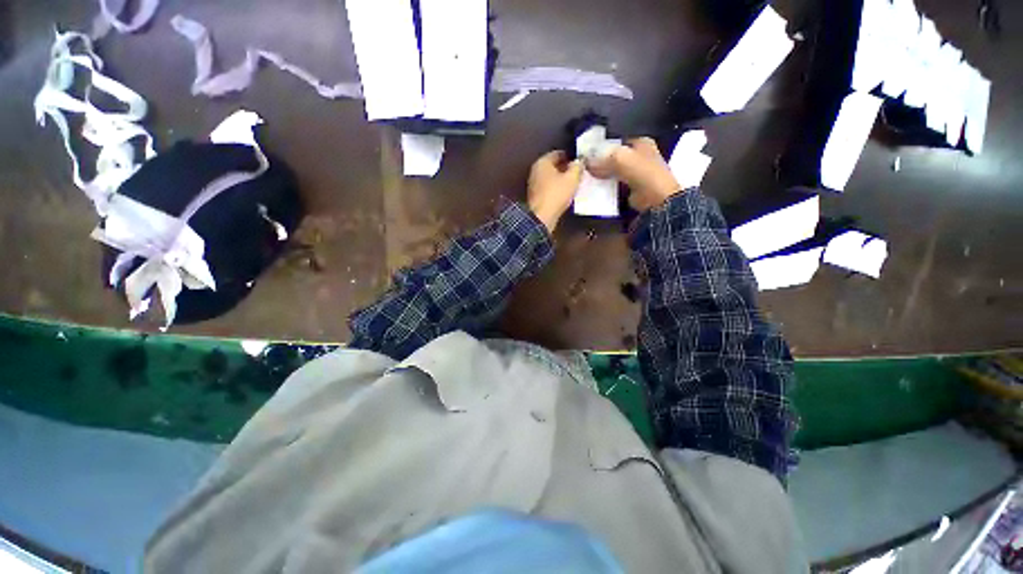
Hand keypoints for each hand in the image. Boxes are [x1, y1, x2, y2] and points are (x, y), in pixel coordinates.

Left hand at [527, 151, 583, 232]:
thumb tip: (579, 161)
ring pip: (550, 177)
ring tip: (573, 183)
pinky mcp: (535, 196)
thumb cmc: (556, 194)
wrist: (541, 217)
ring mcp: (534, 184)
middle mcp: (535, 170)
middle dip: (565, 168)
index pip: (558, 153)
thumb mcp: (572, 178)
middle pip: (553, 165)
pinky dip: (556, 188)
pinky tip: (564, 193)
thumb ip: (577, 167)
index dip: (570, 156)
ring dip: (561, 179)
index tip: (580, 162)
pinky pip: (548, 187)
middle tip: (578, 172)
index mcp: (542, 162)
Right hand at [587, 137, 681, 211]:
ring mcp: (634, 174)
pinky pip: (613, 185)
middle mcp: (639, 156)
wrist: (655, 199)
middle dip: (600, 161)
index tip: (587, 150)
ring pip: (613, 171)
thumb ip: (602, 159)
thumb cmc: (642, 173)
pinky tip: (594, 188)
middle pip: (614, 156)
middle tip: (584, 165)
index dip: (603, 143)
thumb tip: (586, 162)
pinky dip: (605, 187)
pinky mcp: (630, 189)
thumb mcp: (620, 158)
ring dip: (601, 175)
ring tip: (586, 177)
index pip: (618, 138)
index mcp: (641, 142)